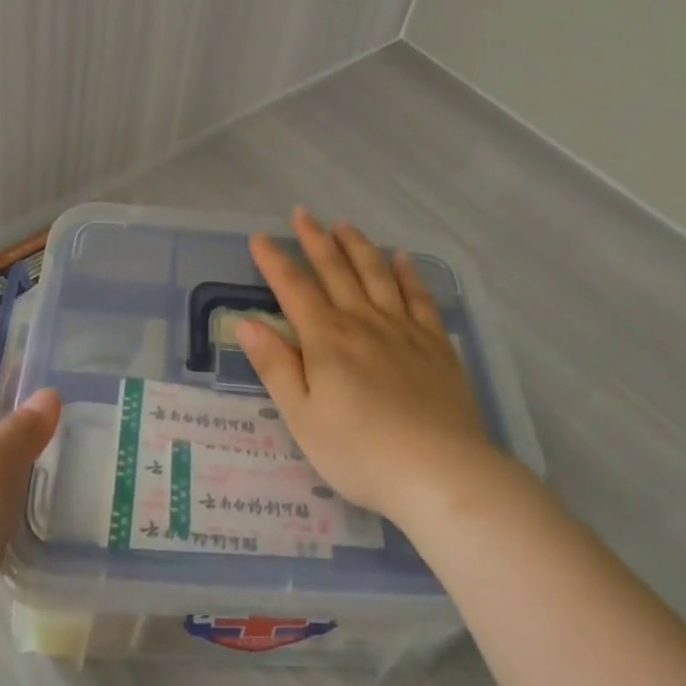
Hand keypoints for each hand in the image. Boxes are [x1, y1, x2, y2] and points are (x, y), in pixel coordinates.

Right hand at [239, 207, 505, 528]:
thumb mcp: (303, 418)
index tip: (260, 236)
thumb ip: (275, 366)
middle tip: (302, 213)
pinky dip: (407, 273)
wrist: (439, 472)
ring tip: (344, 225)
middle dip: (315, 239)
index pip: (294, 289)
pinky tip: (401, 257)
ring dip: (357, 246)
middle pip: (335, 270)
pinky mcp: (435, 343)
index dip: (274, 261)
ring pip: (376, 274)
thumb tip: (246, 322)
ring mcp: (403, 329)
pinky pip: (419, 296)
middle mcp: (363, 322)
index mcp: (327, 340)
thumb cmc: (360, 452)